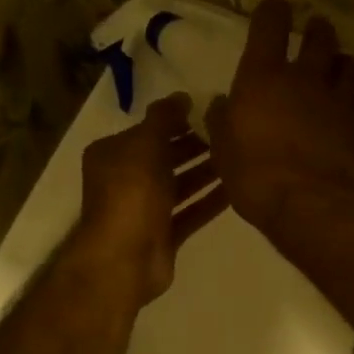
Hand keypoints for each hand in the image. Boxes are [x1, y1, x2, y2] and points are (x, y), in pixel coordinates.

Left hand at [75, 94, 226, 304]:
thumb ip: (164, 118)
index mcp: (113, 154)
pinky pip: (190, 213)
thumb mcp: (146, 144)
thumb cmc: (131, 193)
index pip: (149, 131)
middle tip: (232, 135)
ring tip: (239, 160)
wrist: (126, 257)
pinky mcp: (163, 235)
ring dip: (206, 173)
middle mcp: (126, 180)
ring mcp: (145, 211)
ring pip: (180, 186)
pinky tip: (236, 191)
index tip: (212, 112)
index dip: (178, 121)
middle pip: (165, 158)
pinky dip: (209, 202)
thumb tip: (182, 96)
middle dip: (196, 147)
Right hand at [206, 0, 353, 235]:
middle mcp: (307, 77)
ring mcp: (340, 99)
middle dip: (317, 30)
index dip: (272, 12)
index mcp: (265, 76)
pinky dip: (352, 103)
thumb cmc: (256, 177)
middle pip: (321, 35)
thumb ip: (222, 121)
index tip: (273, 12)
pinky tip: (345, 116)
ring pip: (349, 63)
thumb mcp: (223, 150)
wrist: (313, 205)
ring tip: (334, 73)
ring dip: (340, 63)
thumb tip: (222, 104)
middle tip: (313, 34)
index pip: (271, 22)